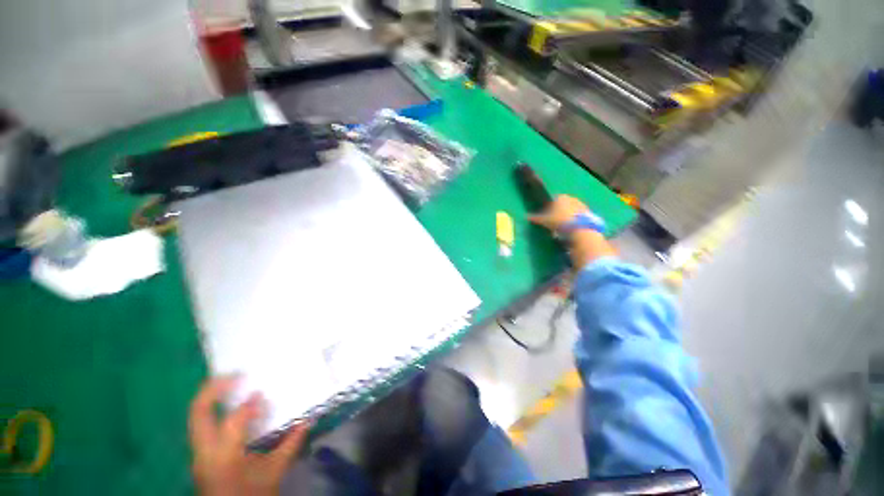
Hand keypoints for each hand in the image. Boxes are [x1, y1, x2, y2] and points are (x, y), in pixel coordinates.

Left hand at [188, 377, 309, 495]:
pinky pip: (200, 424)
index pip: (233, 421)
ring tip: (228, 381)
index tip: (262, 395)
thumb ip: (291, 444)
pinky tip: (225, 403)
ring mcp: (197, 453)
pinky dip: (211, 408)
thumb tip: (308, 420)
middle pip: (199, 412)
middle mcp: (204, 452)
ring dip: (210, 395)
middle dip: (214, 388)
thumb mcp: (274, 472)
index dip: (249, 405)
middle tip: (234, 374)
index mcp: (225, 457)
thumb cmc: (253, 494)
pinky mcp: (198, 454)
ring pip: (195, 416)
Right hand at [529, 194, 615, 266]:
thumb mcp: (544, 220)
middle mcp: (572, 198)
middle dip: (559, 211)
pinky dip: (575, 221)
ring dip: (568, 216)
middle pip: (564, 204)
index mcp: (560, 197)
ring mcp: (582, 205)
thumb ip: (536, 218)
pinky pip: (579, 216)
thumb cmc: (559, 221)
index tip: (546, 215)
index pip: (553, 199)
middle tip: (554, 221)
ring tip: (563, 227)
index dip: (549, 207)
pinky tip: (572, 229)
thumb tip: (526, 217)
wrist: (580, 229)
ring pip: (572, 210)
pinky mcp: (589, 213)